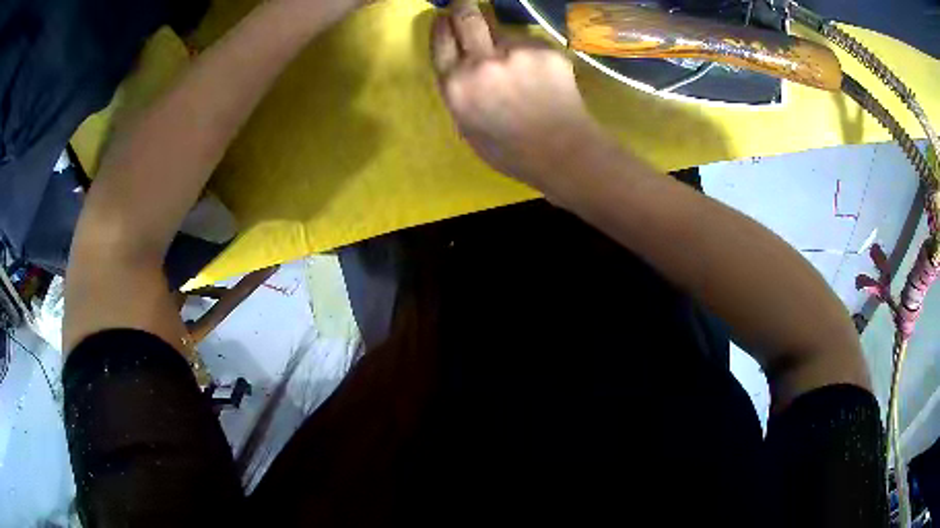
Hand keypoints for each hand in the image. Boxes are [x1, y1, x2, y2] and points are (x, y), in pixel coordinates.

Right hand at [430, 0, 603, 190]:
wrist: (562, 152)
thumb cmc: (510, 152)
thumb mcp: (468, 128)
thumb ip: (460, 93)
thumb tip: (460, 70)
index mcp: (457, 85)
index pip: (441, 41)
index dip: (442, 27)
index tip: (444, 18)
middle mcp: (481, 61)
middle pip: (467, 17)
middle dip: (463, 7)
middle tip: (464, 4)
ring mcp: (516, 52)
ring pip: (505, 33)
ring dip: (506, 43)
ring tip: (521, 70)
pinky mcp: (545, 50)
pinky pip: (531, 45)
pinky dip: (533, 56)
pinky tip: (542, 77)